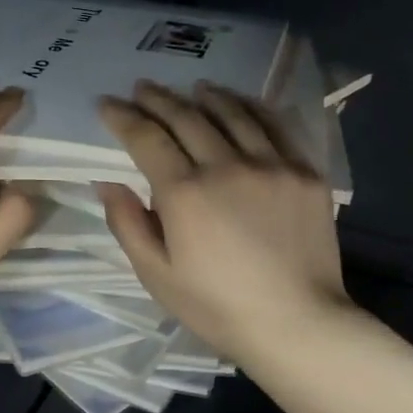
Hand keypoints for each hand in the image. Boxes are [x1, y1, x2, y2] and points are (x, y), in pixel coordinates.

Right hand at [98, 81, 349, 363]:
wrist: (296, 324)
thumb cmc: (216, 307)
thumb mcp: (156, 276)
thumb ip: (128, 225)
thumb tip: (107, 182)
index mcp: (185, 193)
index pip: (147, 139)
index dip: (123, 118)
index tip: (107, 104)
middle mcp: (226, 166)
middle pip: (186, 118)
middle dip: (158, 99)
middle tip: (142, 88)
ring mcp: (271, 165)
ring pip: (232, 114)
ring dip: (205, 96)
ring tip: (191, 88)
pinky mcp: (305, 173)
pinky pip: (276, 126)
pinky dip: (252, 108)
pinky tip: (241, 104)